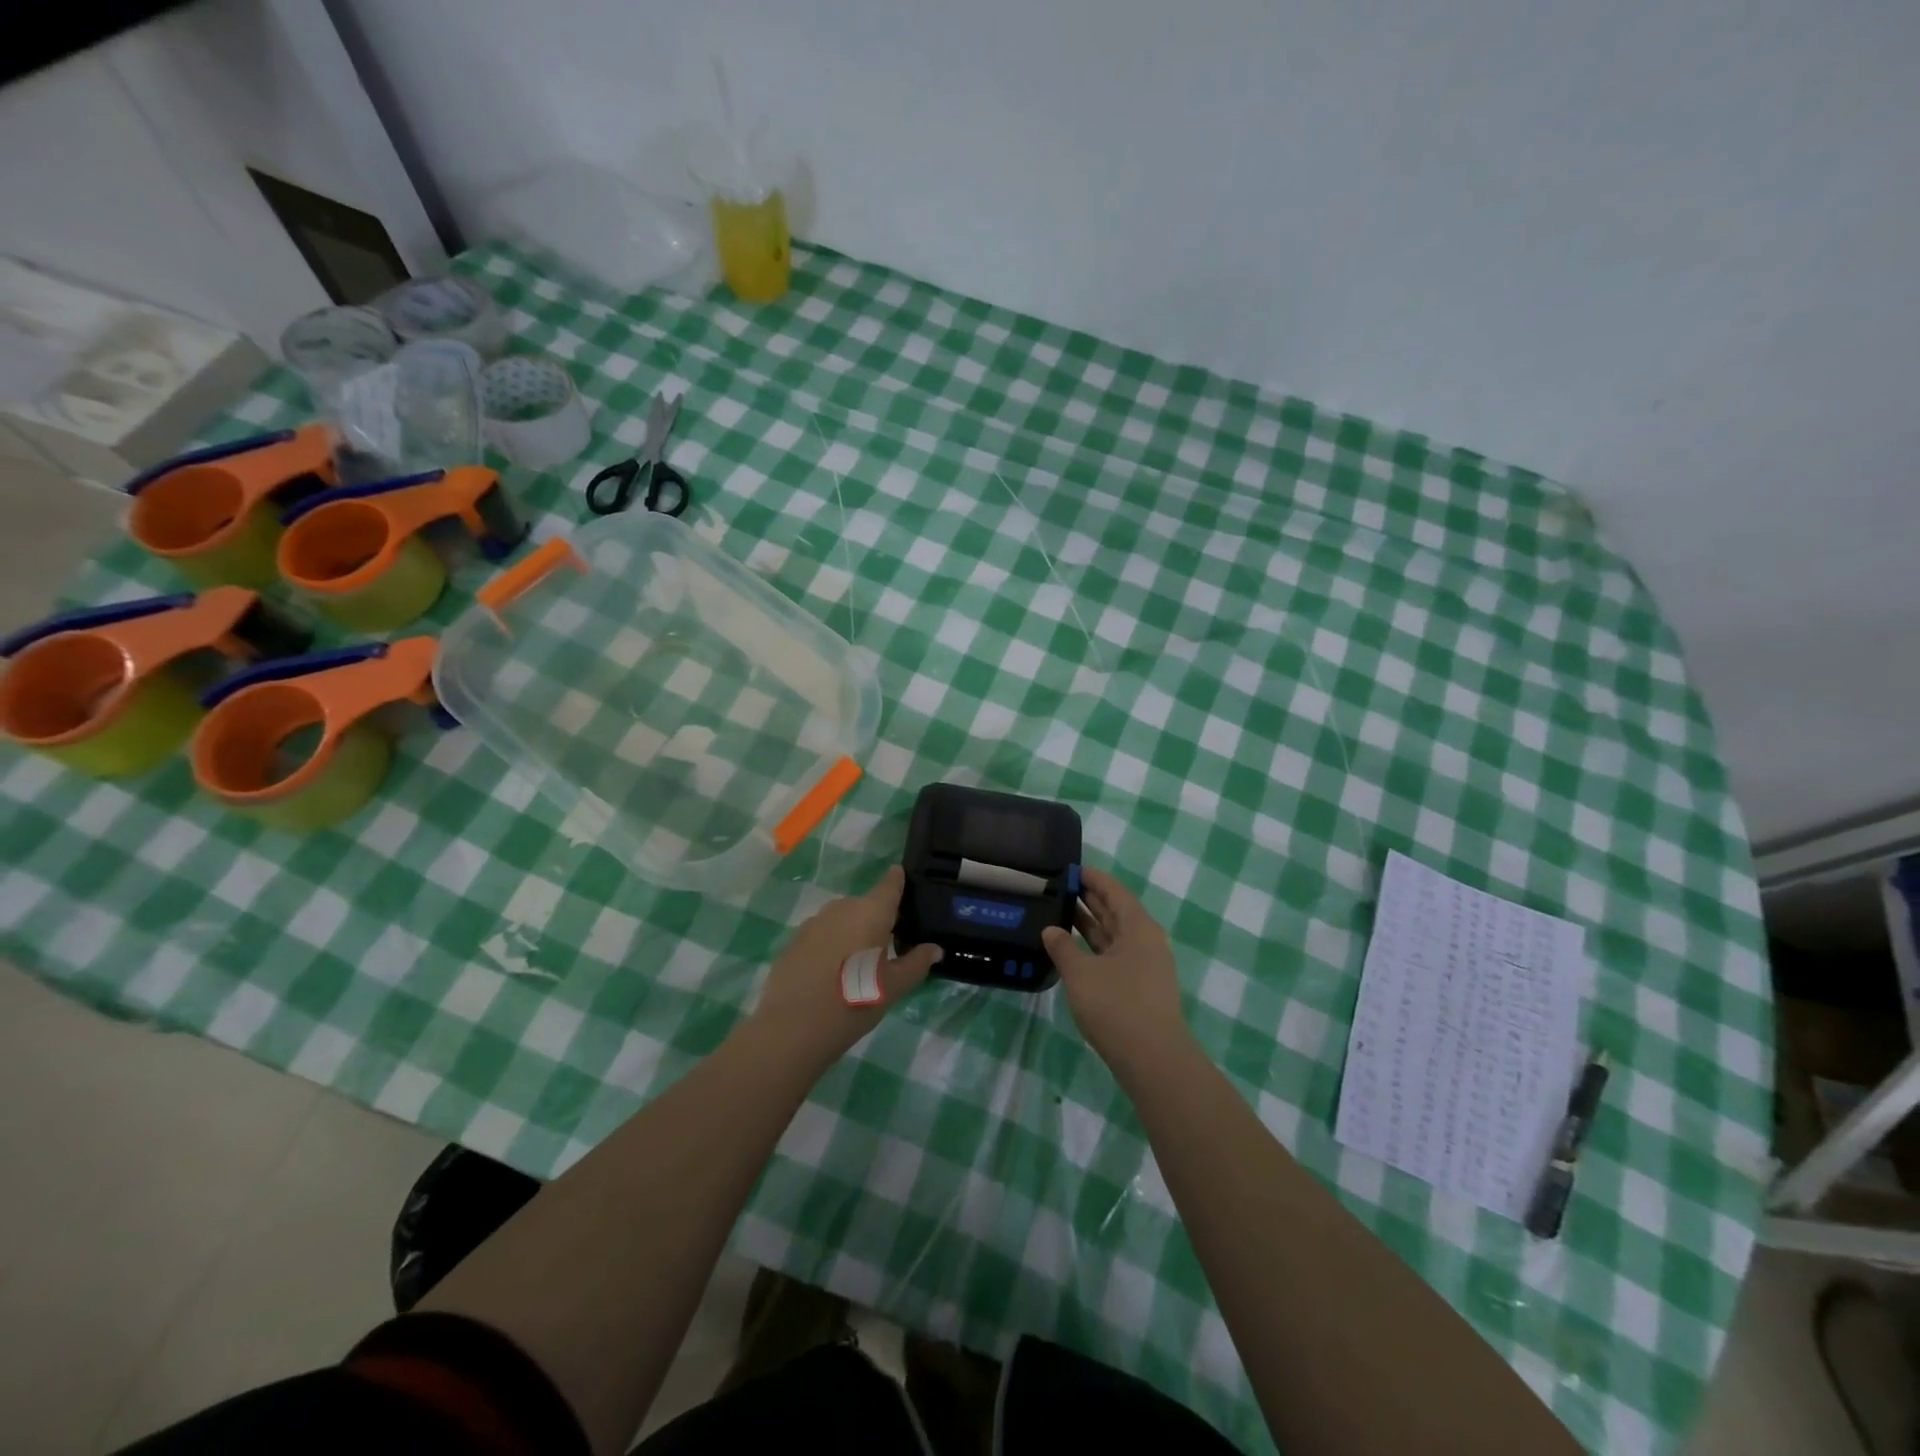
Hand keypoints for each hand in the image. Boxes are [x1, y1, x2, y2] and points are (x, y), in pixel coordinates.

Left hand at [747, 865, 941, 1076]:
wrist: (792, 1028)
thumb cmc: (853, 1003)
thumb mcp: (892, 987)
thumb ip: (916, 964)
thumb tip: (935, 949)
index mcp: (871, 913)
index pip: (890, 885)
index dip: (898, 880)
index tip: (903, 878)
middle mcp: (842, 908)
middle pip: (866, 905)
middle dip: (876, 919)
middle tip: (887, 946)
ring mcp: (814, 922)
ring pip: (842, 920)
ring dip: (852, 932)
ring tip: (858, 963)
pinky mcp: (794, 940)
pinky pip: (822, 934)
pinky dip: (831, 945)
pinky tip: (831, 972)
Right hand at [1042, 866, 1189, 1072]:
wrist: (1153, 1060)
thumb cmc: (1116, 1006)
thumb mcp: (1081, 973)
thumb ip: (1063, 948)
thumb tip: (1051, 930)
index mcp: (1138, 927)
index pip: (1114, 891)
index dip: (1092, 879)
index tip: (1070, 869)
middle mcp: (1146, 941)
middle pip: (1116, 911)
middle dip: (1089, 899)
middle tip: (1059, 889)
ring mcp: (1146, 966)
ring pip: (1114, 935)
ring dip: (1090, 924)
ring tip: (1060, 913)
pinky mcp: (1140, 987)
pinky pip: (1114, 955)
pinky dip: (1094, 947)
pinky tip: (1073, 950)